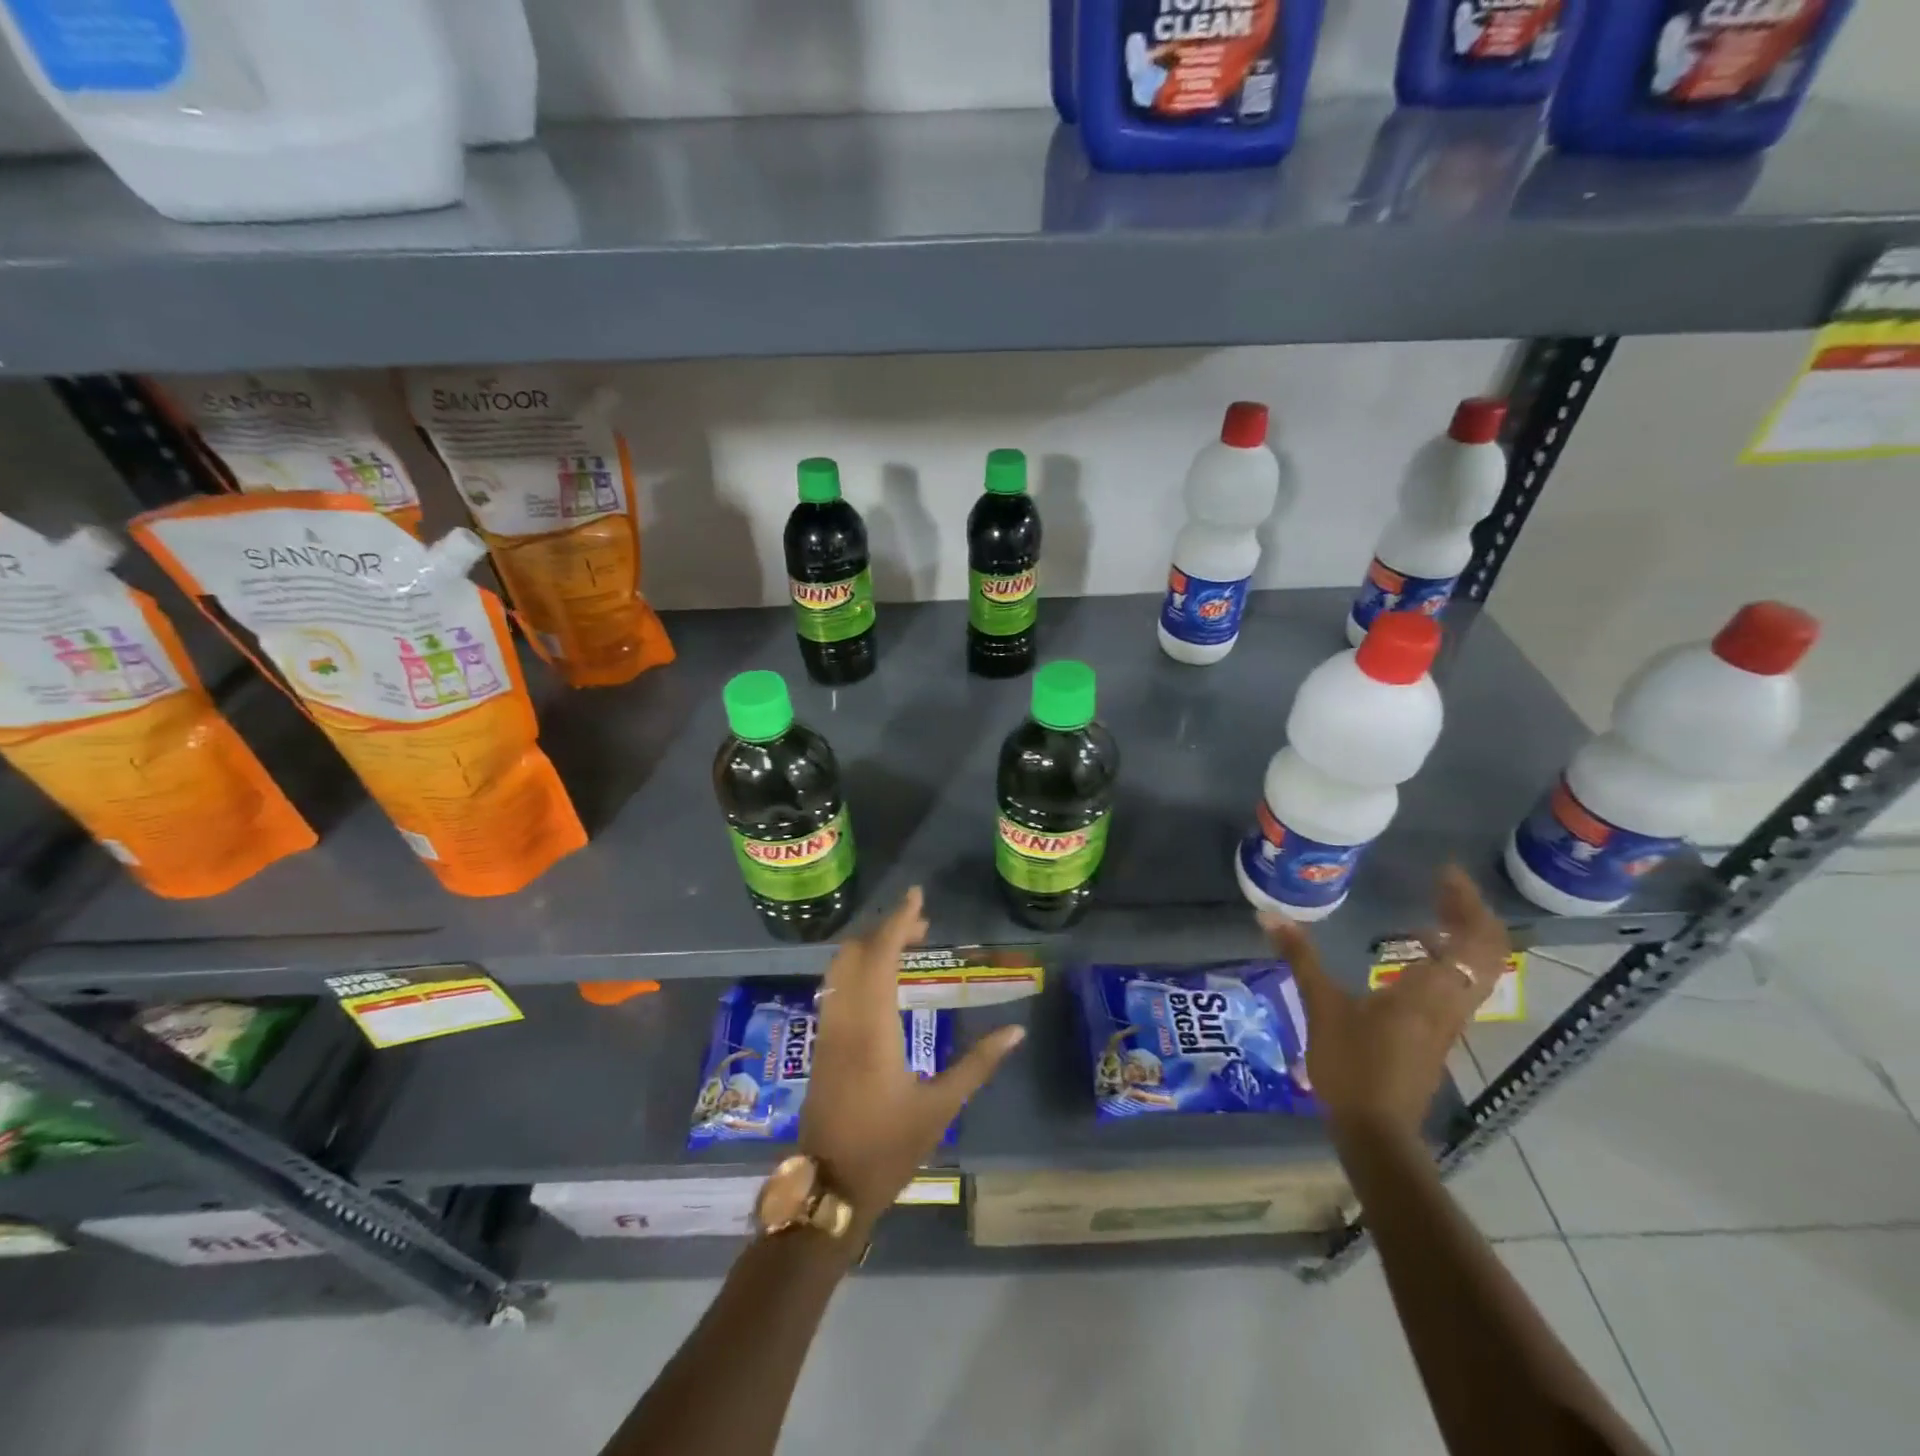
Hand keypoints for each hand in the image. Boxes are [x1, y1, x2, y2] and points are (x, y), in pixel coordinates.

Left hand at [801, 887, 1025, 1225]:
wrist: (829, 1188)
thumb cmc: (888, 1148)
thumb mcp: (940, 1107)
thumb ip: (978, 1064)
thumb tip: (1016, 1030)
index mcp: (872, 1027)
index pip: (880, 955)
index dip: (898, 921)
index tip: (918, 896)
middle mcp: (844, 1019)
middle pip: (856, 953)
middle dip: (886, 929)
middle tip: (922, 924)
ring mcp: (827, 1031)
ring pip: (841, 968)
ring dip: (870, 947)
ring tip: (906, 946)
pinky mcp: (822, 1045)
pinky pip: (837, 987)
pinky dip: (858, 968)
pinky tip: (882, 981)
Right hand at [1260, 865, 1509, 1138]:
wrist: (1375, 1129)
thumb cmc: (1352, 1064)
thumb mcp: (1322, 1005)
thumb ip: (1300, 957)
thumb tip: (1268, 915)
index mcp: (1431, 989)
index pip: (1474, 938)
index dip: (1467, 902)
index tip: (1445, 873)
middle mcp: (1451, 1001)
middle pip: (1489, 950)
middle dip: (1471, 913)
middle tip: (1442, 885)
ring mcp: (1449, 1020)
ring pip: (1480, 969)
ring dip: (1464, 935)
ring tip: (1432, 910)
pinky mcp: (1438, 1033)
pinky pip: (1462, 983)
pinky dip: (1451, 958)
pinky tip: (1414, 952)